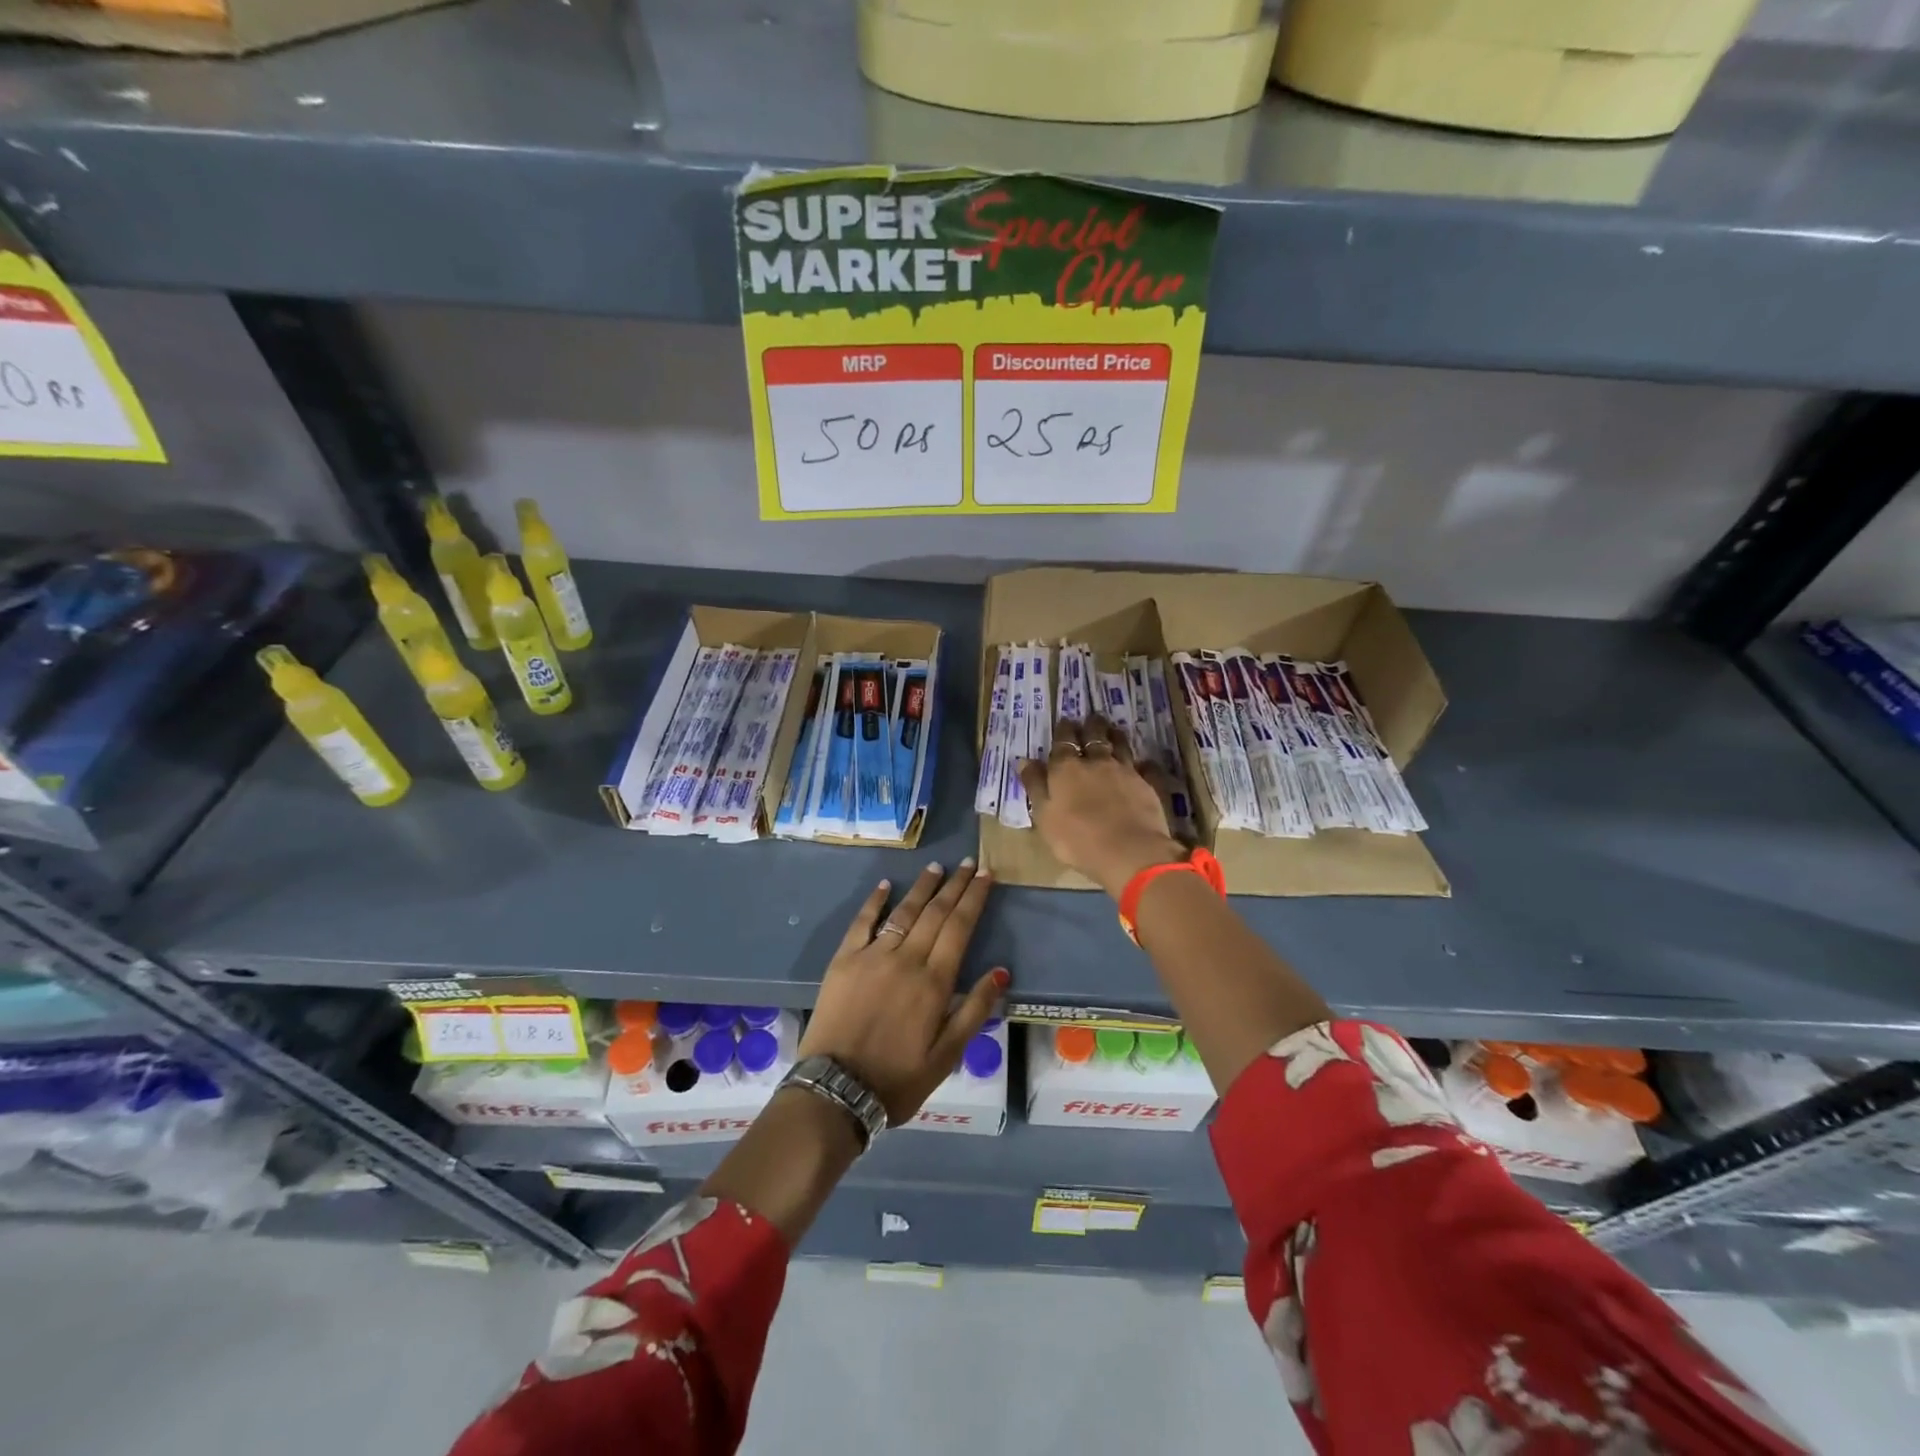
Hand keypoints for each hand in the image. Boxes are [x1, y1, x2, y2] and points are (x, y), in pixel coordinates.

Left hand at [798, 860, 1007, 1126]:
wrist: (837, 1090)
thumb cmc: (898, 1079)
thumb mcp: (947, 1056)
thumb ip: (975, 1010)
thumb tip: (1001, 971)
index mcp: (934, 981)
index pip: (960, 927)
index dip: (974, 898)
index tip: (986, 874)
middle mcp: (906, 959)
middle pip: (935, 912)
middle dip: (955, 885)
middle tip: (969, 862)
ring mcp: (872, 956)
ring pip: (903, 911)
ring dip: (922, 887)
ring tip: (937, 867)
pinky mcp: (844, 960)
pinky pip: (862, 922)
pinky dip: (875, 901)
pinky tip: (885, 885)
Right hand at [1018, 714, 1185, 898]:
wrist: (1128, 851)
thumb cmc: (1076, 838)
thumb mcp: (1044, 815)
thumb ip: (1035, 786)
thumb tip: (1025, 760)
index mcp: (1066, 768)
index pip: (1063, 742)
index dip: (1064, 731)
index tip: (1065, 722)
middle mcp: (1096, 762)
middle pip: (1094, 737)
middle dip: (1091, 726)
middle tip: (1091, 718)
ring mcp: (1125, 771)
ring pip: (1121, 746)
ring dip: (1116, 736)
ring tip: (1114, 729)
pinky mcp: (1148, 784)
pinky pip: (1147, 768)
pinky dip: (1145, 763)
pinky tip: (1145, 762)